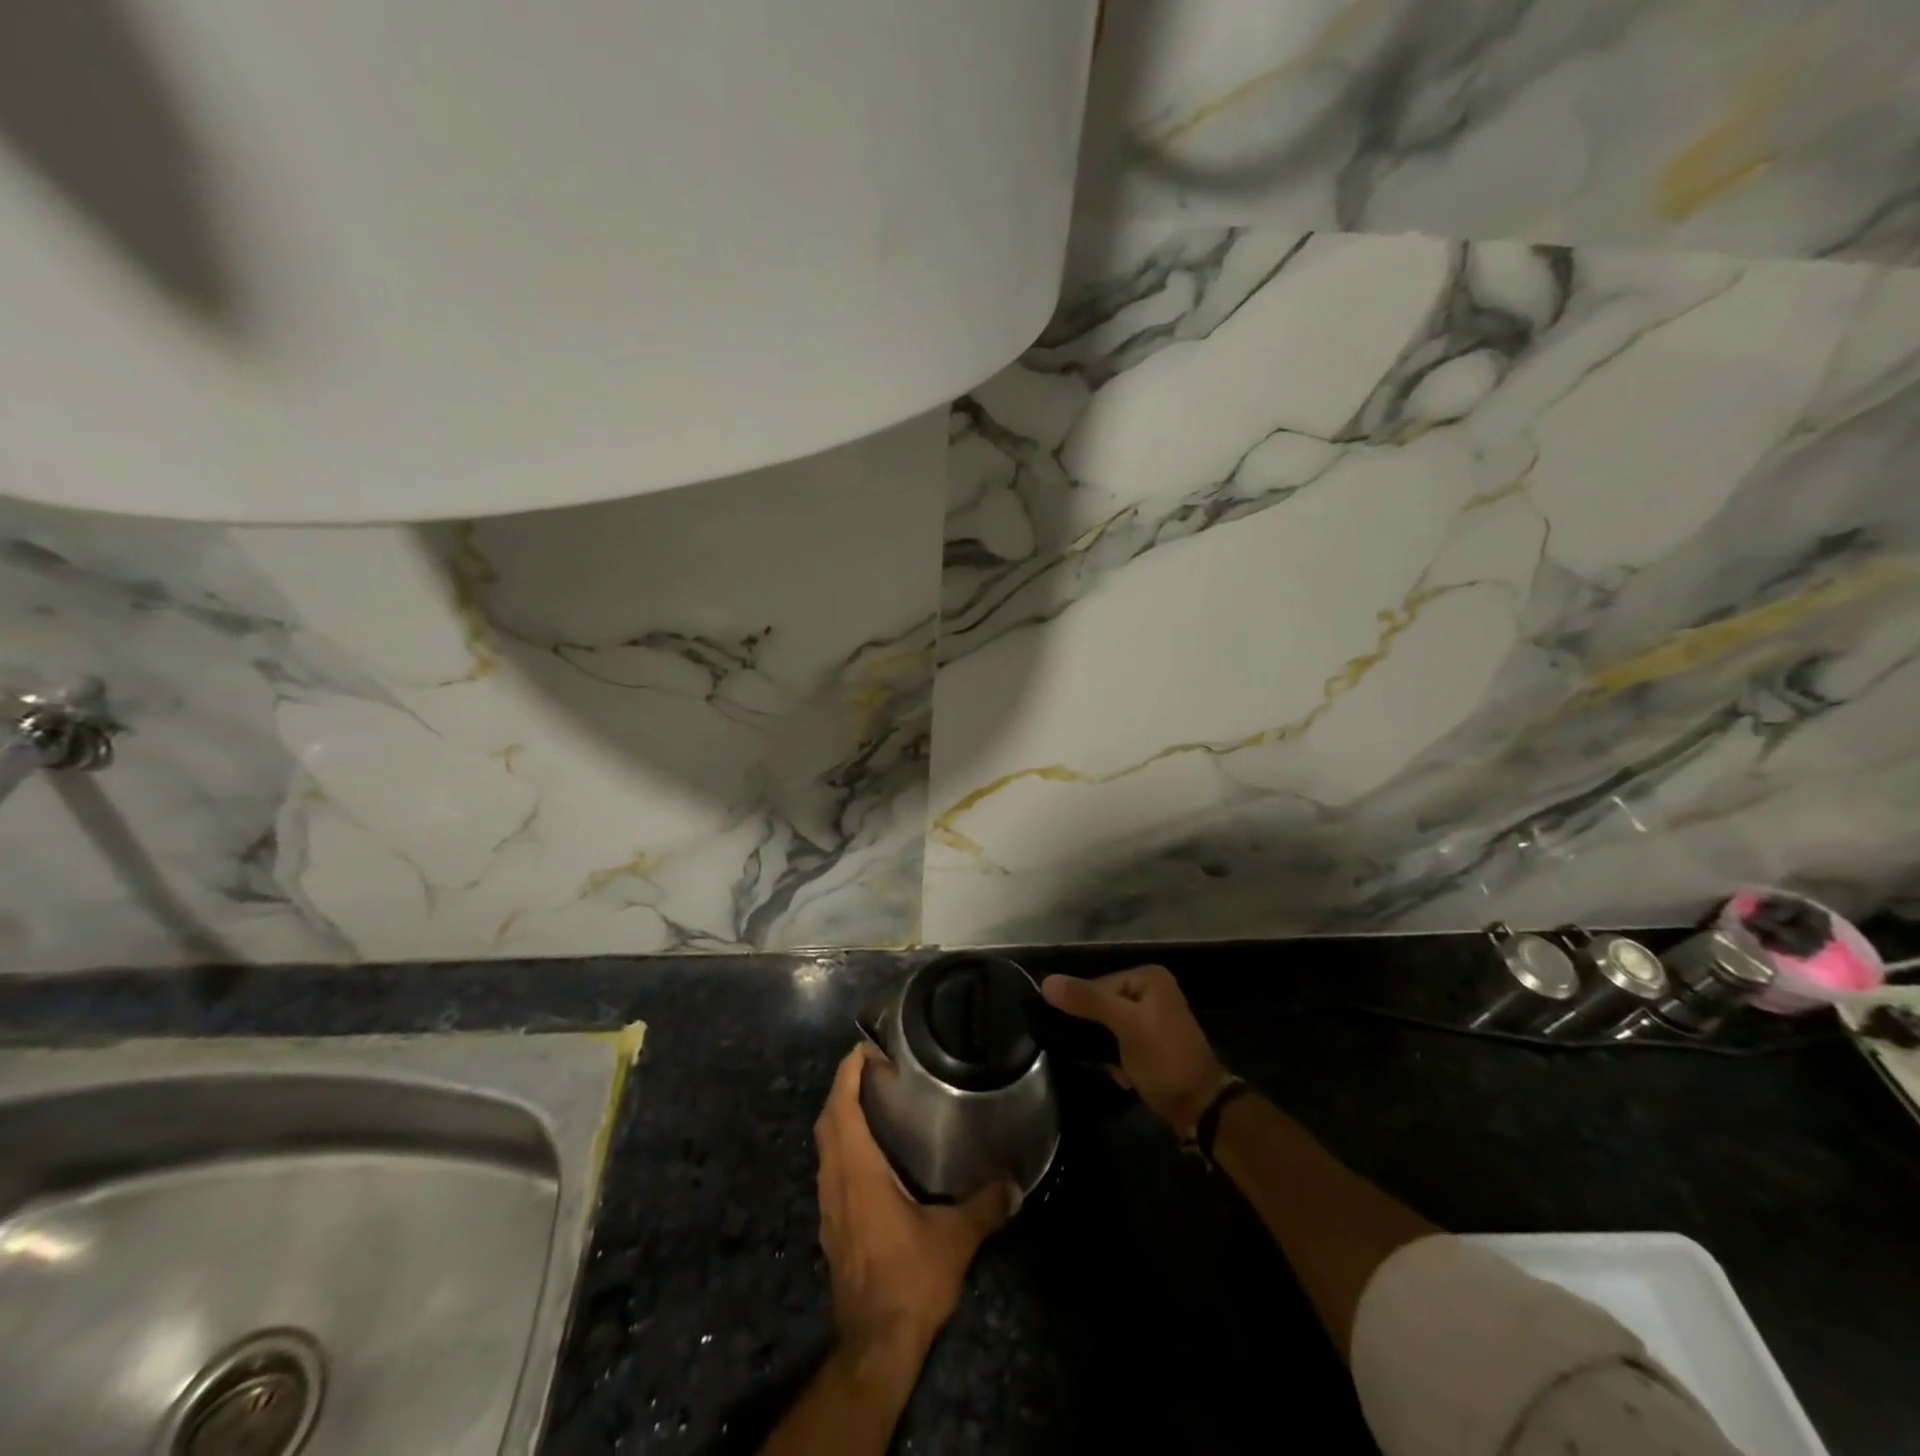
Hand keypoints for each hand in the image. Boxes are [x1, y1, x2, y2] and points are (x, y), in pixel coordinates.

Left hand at [813, 1044, 1013, 1362]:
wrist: (873, 1347)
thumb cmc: (909, 1280)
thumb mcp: (955, 1239)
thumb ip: (985, 1206)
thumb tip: (1014, 1185)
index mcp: (857, 1170)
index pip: (841, 1105)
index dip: (849, 1071)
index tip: (869, 1049)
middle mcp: (835, 1180)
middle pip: (828, 1120)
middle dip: (844, 1087)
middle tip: (875, 1069)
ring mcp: (829, 1206)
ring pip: (825, 1146)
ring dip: (841, 1117)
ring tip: (873, 1103)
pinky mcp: (832, 1227)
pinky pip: (830, 1169)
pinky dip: (844, 1146)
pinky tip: (871, 1156)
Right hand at [1041, 965, 1233, 1139]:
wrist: (1201, 1108)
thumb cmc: (1165, 1059)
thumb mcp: (1126, 1025)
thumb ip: (1088, 1000)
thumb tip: (1046, 981)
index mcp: (1147, 977)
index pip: (1097, 984)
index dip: (1083, 1008)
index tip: (1076, 1035)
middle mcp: (1150, 991)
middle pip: (1101, 1004)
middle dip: (1095, 1033)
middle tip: (1096, 1054)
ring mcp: (1150, 1019)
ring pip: (1106, 1027)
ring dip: (1104, 1050)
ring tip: (1111, 1066)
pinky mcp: (1148, 1044)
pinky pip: (1117, 1043)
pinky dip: (1115, 1060)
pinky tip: (1123, 1076)